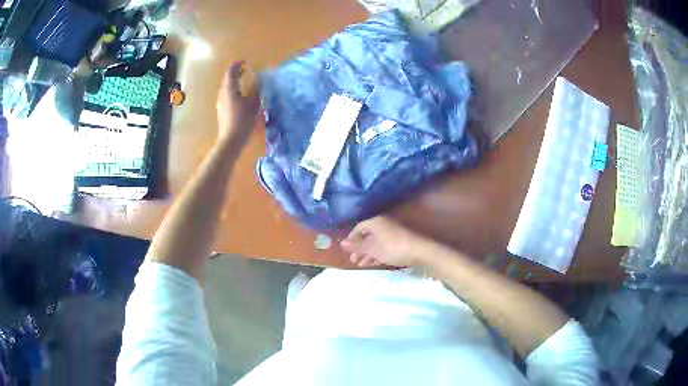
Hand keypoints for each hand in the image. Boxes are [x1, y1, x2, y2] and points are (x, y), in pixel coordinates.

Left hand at [216, 61, 260, 146]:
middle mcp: (222, 93)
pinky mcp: (221, 110)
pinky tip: (240, 96)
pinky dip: (233, 90)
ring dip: (234, 82)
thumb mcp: (253, 102)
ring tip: (243, 81)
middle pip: (227, 79)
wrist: (231, 140)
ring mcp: (220, 102)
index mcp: (229, 89)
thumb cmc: (243, 120)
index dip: (237, 64)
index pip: (231, 71)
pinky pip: (226, 95)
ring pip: (226, 87)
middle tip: (245, 70)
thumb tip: (258, 76)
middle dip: (235, 72)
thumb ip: (256, 87)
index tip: (245, 62)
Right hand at [341, 216, 436, 267]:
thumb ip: (357, 246)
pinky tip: (374, 263)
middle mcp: (383, 225)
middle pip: (367, 235)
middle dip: (359, 248)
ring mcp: (392, 233)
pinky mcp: (399, 241)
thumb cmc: (392, 248)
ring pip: (376, 242)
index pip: (359, 228)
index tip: (346, 249)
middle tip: (353, 259)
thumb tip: (341, 243)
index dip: (351, 238)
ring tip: (361, 264)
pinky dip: (377, 254)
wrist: (419, 251)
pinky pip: (383, 246)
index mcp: (376, 222)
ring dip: (367, 253)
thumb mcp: (372, 249)